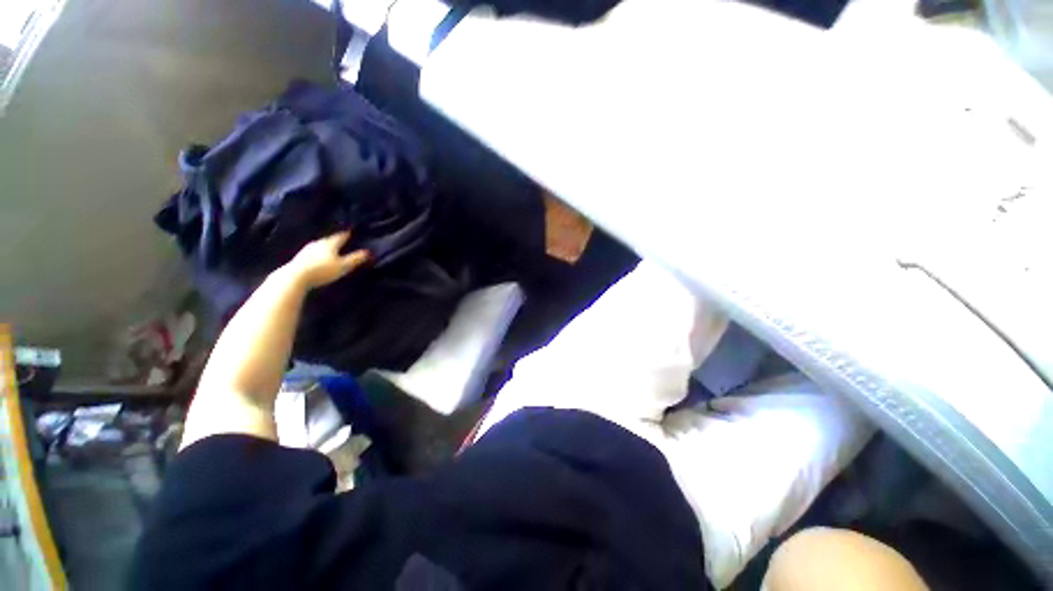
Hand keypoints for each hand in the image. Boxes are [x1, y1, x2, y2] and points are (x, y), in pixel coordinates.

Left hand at [285, 232, 369, 288]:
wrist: (295, 277)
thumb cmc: (323, 270)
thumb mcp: (343, 266)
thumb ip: (355, 259)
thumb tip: (368, 252)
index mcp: (329, 244)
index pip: (339, 237)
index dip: (345, 235)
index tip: (349, 231)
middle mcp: (317, 244)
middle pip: (327, 240)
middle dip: (334, 240)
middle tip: (339, 239)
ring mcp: (306, 251)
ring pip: (318, 245)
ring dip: (324, 246)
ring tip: (328, 247)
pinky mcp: (298, 259)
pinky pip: (311, 253)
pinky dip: (316, 253)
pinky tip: (316, 257)